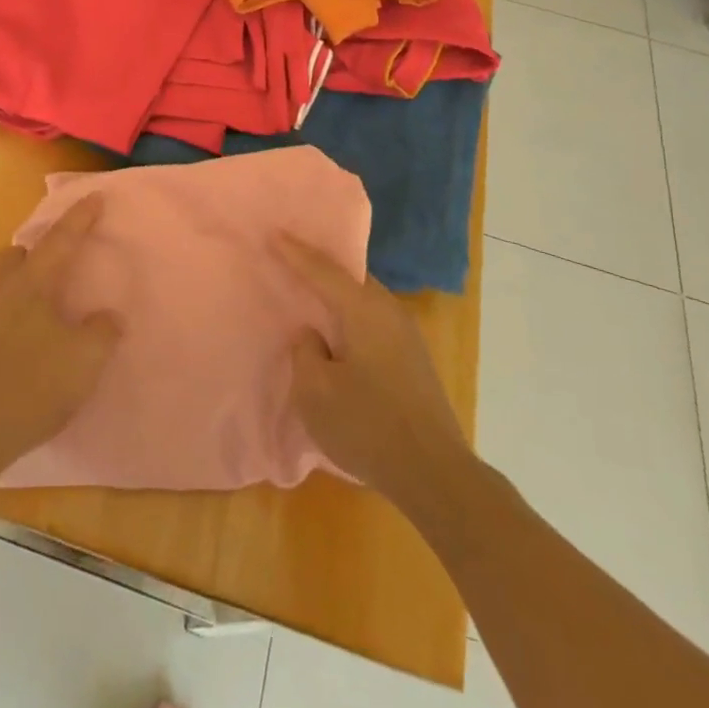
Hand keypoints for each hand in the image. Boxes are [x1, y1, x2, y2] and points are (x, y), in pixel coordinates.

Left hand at [0, 197, 121, 491]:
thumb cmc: (34, 385)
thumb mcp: (85, 359)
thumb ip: (102, 331)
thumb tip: (107, 317)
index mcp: (31, 285)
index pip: (60, 241)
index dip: (80, 218)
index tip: (95, 197)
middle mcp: (3, 293)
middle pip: (16, 255)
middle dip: (38, 249)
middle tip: (60, 257)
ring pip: (2, 282)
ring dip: (24, 279)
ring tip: (47, 296)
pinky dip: (16, 310)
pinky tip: (30, 333)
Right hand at [281, 237, 468, 517]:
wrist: (435, 474)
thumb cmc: (368, 426)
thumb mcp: (315, 391)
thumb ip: (305, 352)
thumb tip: (315, 337)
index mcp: (364, 310)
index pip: (323, 270)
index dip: (294, 252)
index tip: (273, 232)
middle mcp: (389, 311)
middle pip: (350, 278)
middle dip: (320, 268)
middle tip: (290, 260)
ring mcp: (407, 335)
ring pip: (364, 300)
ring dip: (337, 296)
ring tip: (309, 296)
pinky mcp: (413, 360)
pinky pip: (373, 322)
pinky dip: (351, 318)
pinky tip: (336, 335)